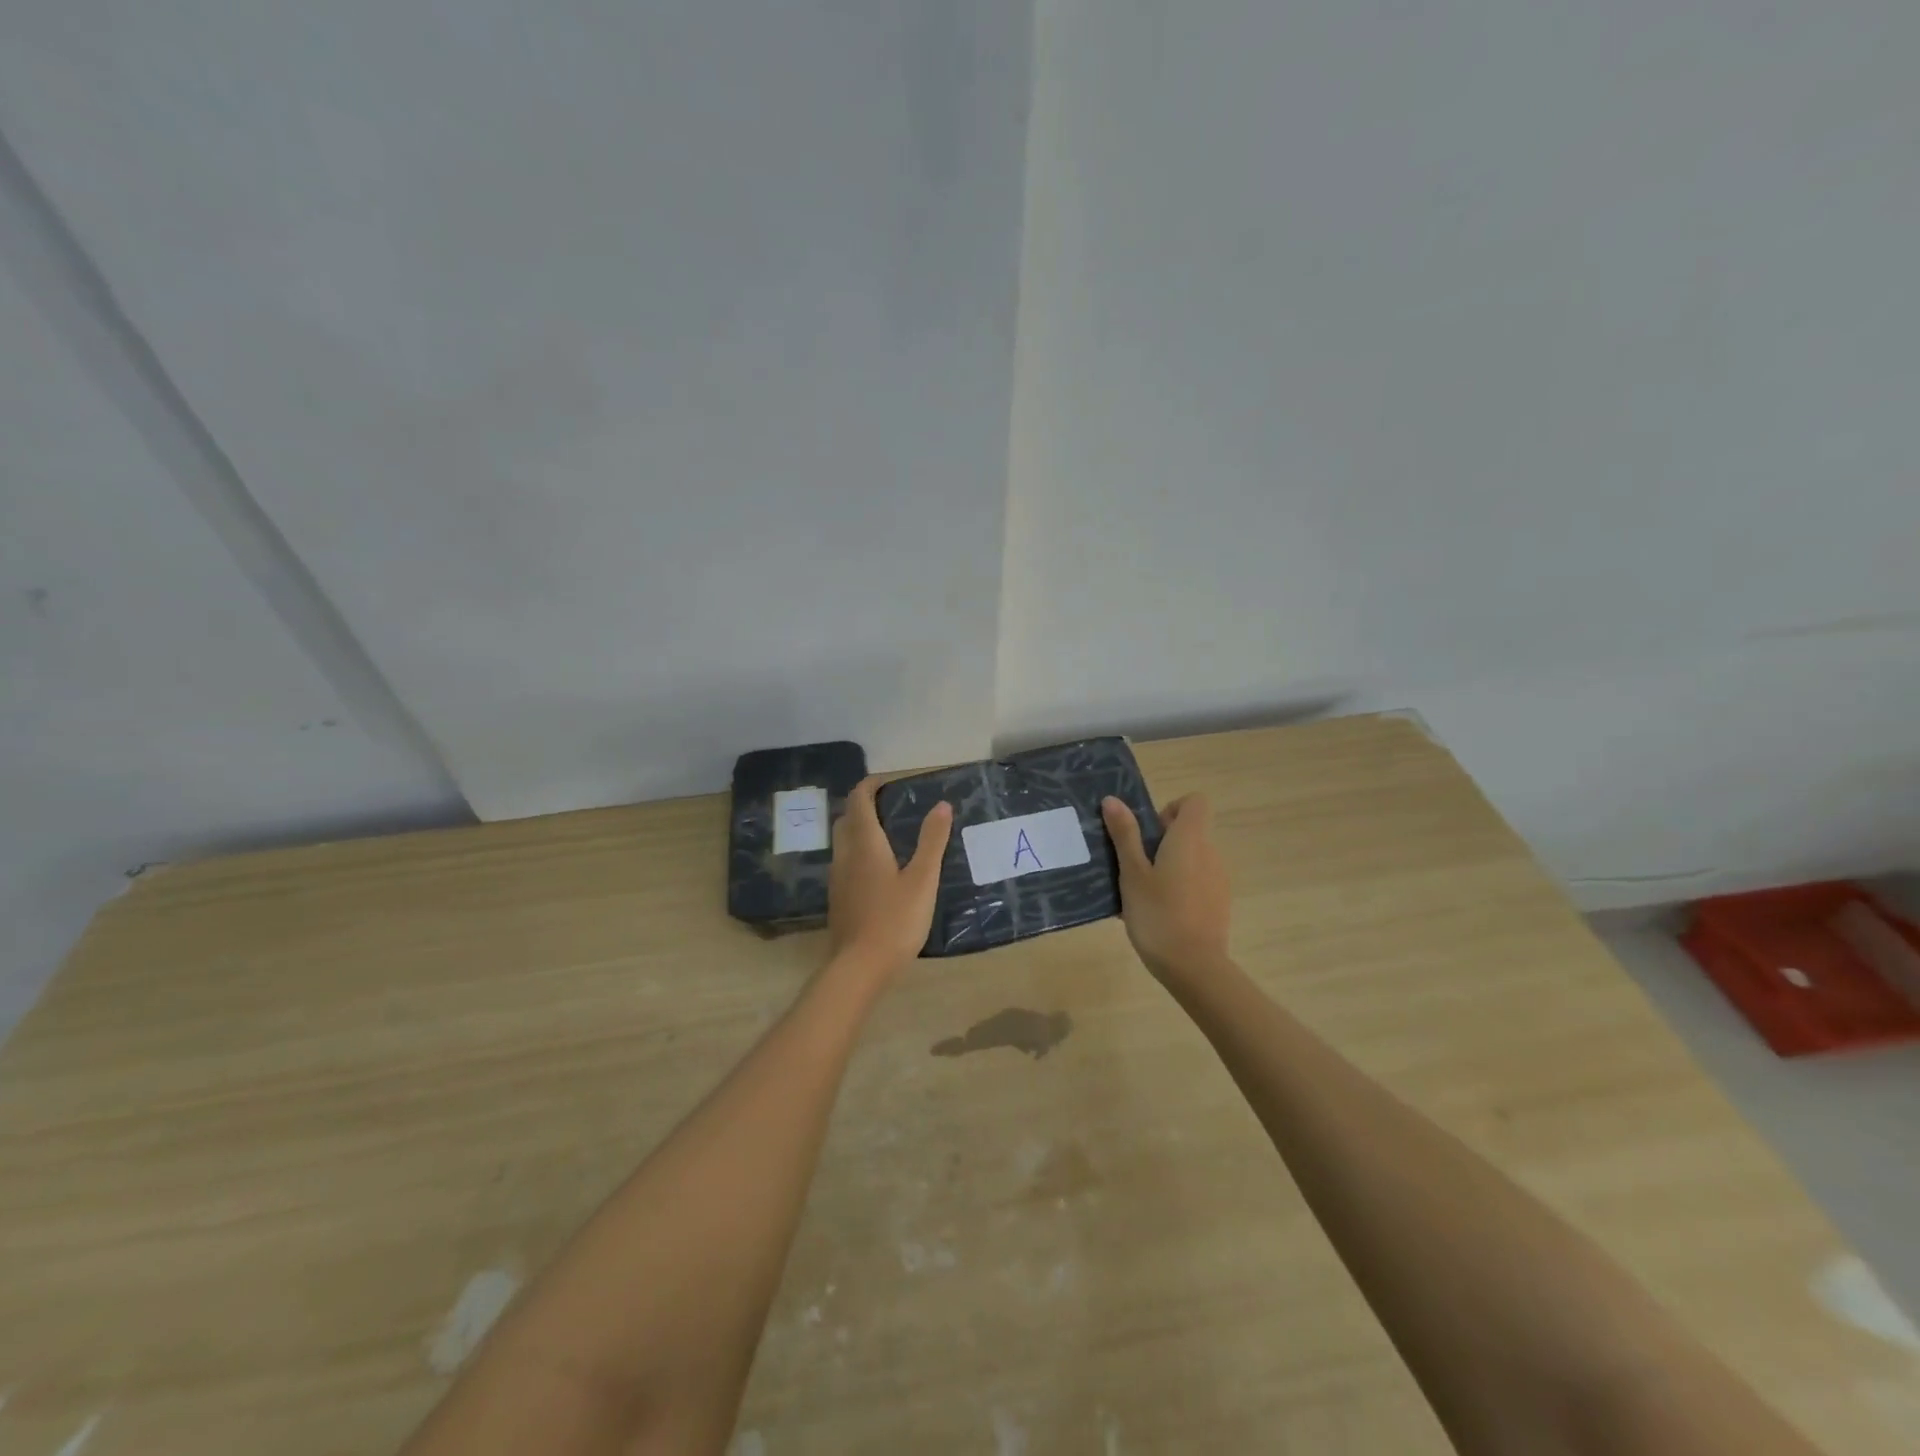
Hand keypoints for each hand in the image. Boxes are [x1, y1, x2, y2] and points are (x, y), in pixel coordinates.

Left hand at [827, 777, 952, 974]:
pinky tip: (881, 870)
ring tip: (891, 835)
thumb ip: (932, 841)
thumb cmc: (894, 920)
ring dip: (861, 829)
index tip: (892, 781)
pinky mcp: (838, 898)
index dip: (871, 784)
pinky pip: (845, 862)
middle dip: (865, 805)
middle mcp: (845, 854)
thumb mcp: (922, 879)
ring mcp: (837, 878)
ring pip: (844, 841)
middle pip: (847, 817)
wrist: (858, 968)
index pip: (858, 799)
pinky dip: (859, 852)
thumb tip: (941, 804)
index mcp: (864, 843)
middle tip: (893, 806)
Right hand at [1102, 794, 1231, 980]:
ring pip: (1191, 858)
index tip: (1149, 831)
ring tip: (1141, 893)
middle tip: (1133, 865)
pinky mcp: (1219, 903)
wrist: (1194, 967)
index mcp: (1190, 839)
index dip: (1171, 809)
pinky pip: (1196, 881)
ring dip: (1168, 865)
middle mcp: (1210, 853)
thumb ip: (1125, 835)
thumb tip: (1113, 800)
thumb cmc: (1158, 914)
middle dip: (1161, 840)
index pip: (1195, 802)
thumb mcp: (1132, 873)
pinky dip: (1179, 887)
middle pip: (1190, 831)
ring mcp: (1218, 879)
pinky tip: (1158, 913)